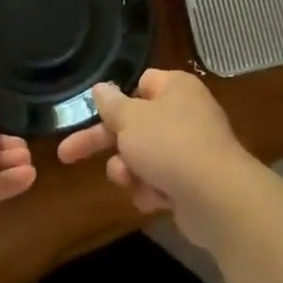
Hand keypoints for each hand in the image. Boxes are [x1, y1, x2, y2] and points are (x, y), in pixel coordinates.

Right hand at [57, 69, 260, 246]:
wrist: (216, 197)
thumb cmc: (169, 145)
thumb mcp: (130, 119)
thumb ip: (111, 105)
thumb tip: (101, 87)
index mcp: (175, 88)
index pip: (141, 84)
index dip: (118, 100)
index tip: (94, 113)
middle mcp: (185, 114)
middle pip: (134, 124)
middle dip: (106, 144)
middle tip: (66, 155)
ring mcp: (191, 150)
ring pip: (143, 157)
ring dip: (129, 170)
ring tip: (130, 179)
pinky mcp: (193, 182)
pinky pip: (160, 182)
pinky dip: (151, 190)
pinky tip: (155, 199)